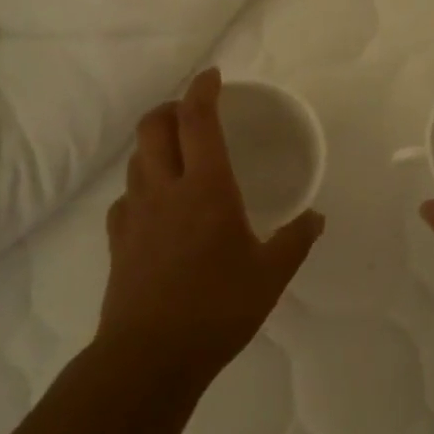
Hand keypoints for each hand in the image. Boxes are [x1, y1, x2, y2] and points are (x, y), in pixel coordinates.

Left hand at [102, 68, 325, 386]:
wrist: (150, 356)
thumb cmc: (218, 308)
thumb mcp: (271, 275)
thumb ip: (295, 240)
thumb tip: (316, 218)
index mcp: (206, 188)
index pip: (198, 120)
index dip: (203, 90)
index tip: (214, 76)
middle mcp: (165, 189)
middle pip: (153, 126)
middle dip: (170, 107)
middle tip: (192, 112)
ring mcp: (135, 213)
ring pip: (136, 158)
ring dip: (155, 143)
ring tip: (177, 154)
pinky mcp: (118, 240)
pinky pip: (126, 197)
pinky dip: (141, 185)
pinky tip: (155, 205)